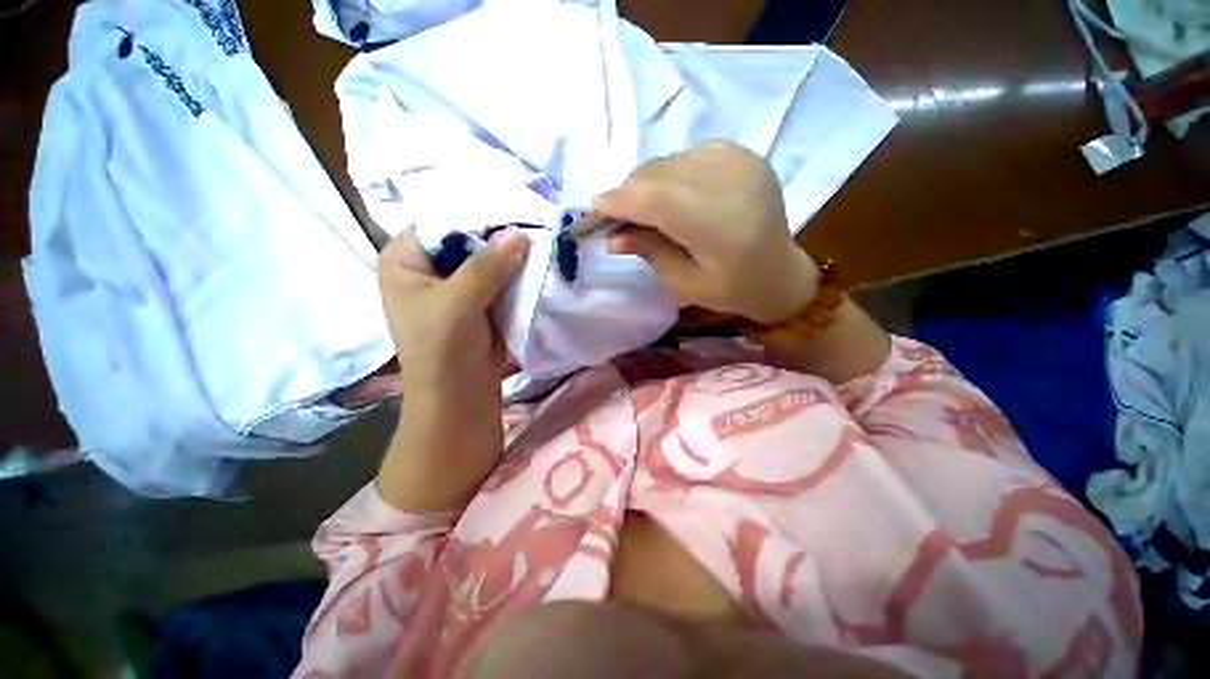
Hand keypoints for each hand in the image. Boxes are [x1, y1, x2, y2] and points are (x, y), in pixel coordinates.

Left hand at [375, 228, 528, 511]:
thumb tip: (519, 233)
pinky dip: (518, 273)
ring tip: (543, 240)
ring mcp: (457, 281)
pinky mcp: (480, 297)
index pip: (443, 220)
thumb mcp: (457, 305)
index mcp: (406, 258)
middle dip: (500, 235)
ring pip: (489, 257)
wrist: (460, 395)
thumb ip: (486, 267)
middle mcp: (430, 264)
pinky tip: (539, 264)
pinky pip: (501, 276)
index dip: (478, 215)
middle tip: (536, 224)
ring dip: (513, 255)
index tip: (517, 209)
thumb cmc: (442, 351)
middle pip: (468, 237)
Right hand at [594, 140, 818, 325]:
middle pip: (658, 174)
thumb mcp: (684, 284)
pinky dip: (670, 175)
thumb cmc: (732, 289)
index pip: (655, 199)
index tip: (594, 210)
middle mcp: (730, 181)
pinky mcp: (743, 154)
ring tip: (645, 211)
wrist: (781, 273)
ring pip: (669, 161)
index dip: (619, 201)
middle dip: (628, 194)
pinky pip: (687, 155)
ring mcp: (739, 161)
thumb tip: (613, 236)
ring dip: (647, 184)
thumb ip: (648, 252)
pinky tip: (673, 197)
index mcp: (719, 224)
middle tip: (617, 219)